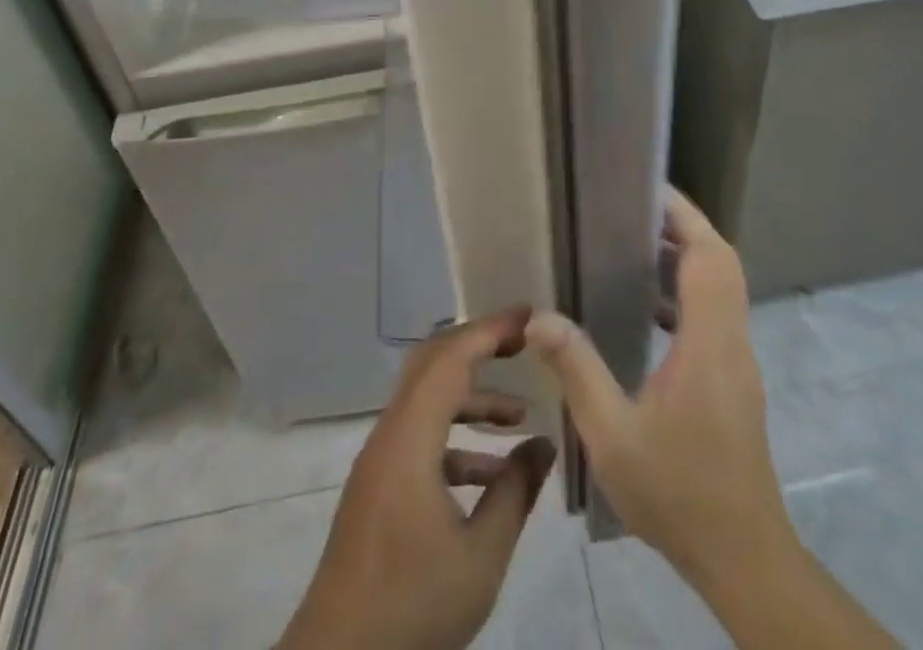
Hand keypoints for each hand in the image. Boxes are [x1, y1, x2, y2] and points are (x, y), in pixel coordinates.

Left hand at [278, 308, 555, 649]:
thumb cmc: (412, 605)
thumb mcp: (480, 556)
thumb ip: (515, 493)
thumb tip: (544, 446)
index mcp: (410, 437)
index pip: (452, 357)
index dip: (490, 330)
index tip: (528, 317)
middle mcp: (390, 433)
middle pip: (433, 364)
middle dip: (479, 347)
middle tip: (523, 344)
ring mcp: (380, 459)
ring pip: (428, 401)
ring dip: (471, 398)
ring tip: (519, 416)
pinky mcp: (378, 486)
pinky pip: (420, 437)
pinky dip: (456, 438)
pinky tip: (491, 473)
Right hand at [525, 188, 782, 591]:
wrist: (744, 559)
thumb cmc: (678, 493)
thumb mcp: (612, 434)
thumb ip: (576, 368)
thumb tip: (539, 314)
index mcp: (708, 343)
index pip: (708, 256)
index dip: (682, 215)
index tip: (645, 189)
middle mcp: (731, 341)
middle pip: (720, 262)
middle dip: (683, 226)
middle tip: (633, 210)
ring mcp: (737, 361)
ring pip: (721, 287)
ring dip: (686, 258)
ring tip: (633, 247)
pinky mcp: (734, 380)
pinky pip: (714, 314)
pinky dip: (685, 293)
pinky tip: (644, 312)